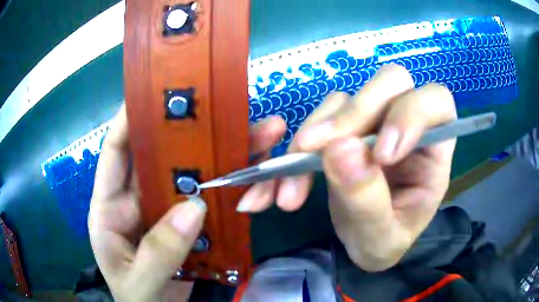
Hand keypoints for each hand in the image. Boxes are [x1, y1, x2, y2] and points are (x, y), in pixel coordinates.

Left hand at [88, 105, 284, 301]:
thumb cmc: (137, 301)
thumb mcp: (138, 283)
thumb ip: (157, 252)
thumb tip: (193, 208)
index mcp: (110, 208)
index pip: (116, 153)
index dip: (130, 120)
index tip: (156, 94)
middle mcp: (138, 200)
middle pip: (164, 157)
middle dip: (194, 133)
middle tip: (227, 110)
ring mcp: (166, 212)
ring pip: (194, 175)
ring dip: (225, 156)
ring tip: (262, 135)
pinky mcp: (190, 226)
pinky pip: (212, 201)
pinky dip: (233, 189)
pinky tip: (257, 175)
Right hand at [238, 64, 456, 271]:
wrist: (363, 244)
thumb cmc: (384, 242)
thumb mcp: (381, 238)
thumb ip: (368, 201)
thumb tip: (340, 149)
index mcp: (434, 149)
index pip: (436, 103)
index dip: (410, 114)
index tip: (380, 155)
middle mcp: (405, 125)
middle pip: (389, 83)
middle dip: (355, 113)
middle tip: (317, 150)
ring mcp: (372, 123)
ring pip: (345, 99)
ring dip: (313, 136)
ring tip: (290, 186)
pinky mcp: (343, 129)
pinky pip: (318, 120)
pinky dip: (294, 147)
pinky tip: (278, 180)